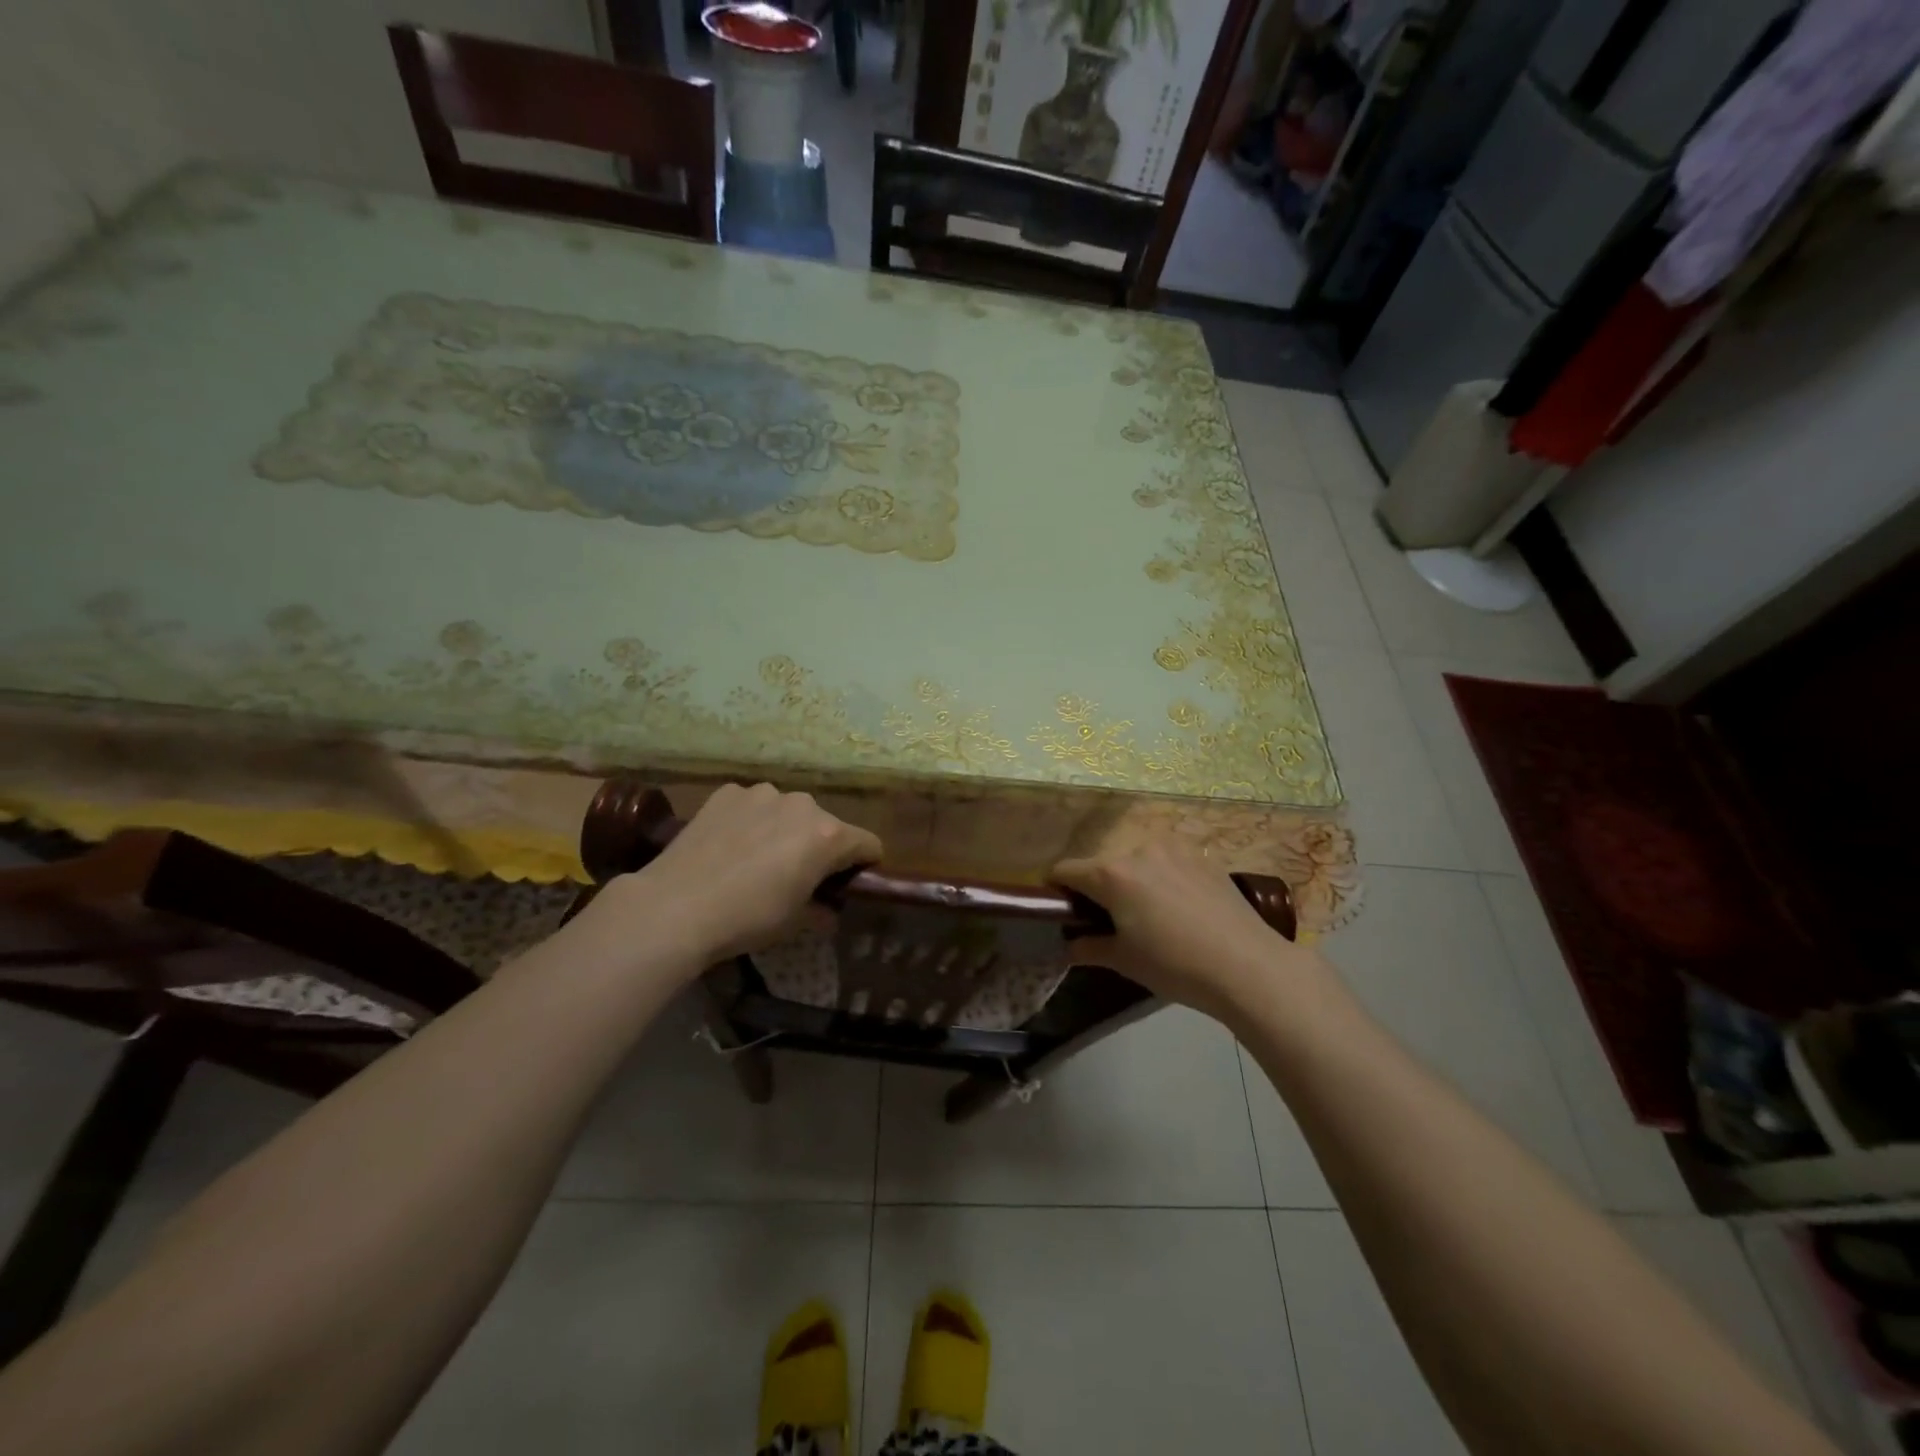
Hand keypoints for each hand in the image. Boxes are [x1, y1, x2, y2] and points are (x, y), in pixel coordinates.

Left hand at [591, 783, 881, 969]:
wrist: (675, 906)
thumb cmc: (747, 918)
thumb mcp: (794, 922)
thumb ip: (821, 910)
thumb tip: (828, 912)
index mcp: (828, 835)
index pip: (868, 844)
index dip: (865, 865)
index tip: (850, 883)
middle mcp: (802, 804)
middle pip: (826, 824)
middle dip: (820, 847)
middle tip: (797, 876)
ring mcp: (762, 793)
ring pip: (788, 811)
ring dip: (785, 830)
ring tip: (757, 859)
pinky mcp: (728, 792)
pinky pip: (752, 805)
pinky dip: (751, 821)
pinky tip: (729, 846)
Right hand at [1053, 841, 1300, 1018]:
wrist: (1248, 965)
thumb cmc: (1175, 965)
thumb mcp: (1125, 961)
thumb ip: (1090, 947)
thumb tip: (1070, 945)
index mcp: (1111, 874)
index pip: (1065, 870)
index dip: (1057, 890)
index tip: (1063, 911)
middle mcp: (1138, 850)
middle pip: (1103, 865)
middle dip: (1099, 888)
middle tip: (1111, 922)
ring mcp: (1173, 849)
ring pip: (1137, 861)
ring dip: (1132, 881)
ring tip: (1151, 915)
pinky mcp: (1202, 856)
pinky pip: (1168, 862)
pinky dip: (1162, 878)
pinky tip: (1181, 908)